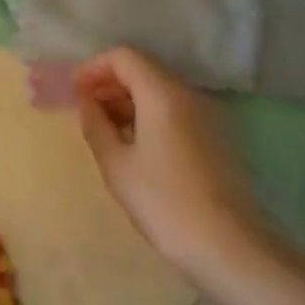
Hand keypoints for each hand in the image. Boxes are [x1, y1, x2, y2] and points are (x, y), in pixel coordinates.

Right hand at [72, 46, 269, 275]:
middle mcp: (189, 93)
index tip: (74, 92)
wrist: (230, 248)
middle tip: (85, 110)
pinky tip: (136, 144)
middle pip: (144, 68)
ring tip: (106, 129)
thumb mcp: (116, 165)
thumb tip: (86, 103)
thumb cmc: (164, 202)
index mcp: (162, 93)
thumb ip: (95, 125)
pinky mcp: (217, 136)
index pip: (123, 56)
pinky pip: (176, 109)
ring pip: (160, 89)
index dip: (93, 67)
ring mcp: (208, 114)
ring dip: (129, 99)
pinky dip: (150, 114)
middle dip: (110, 82)